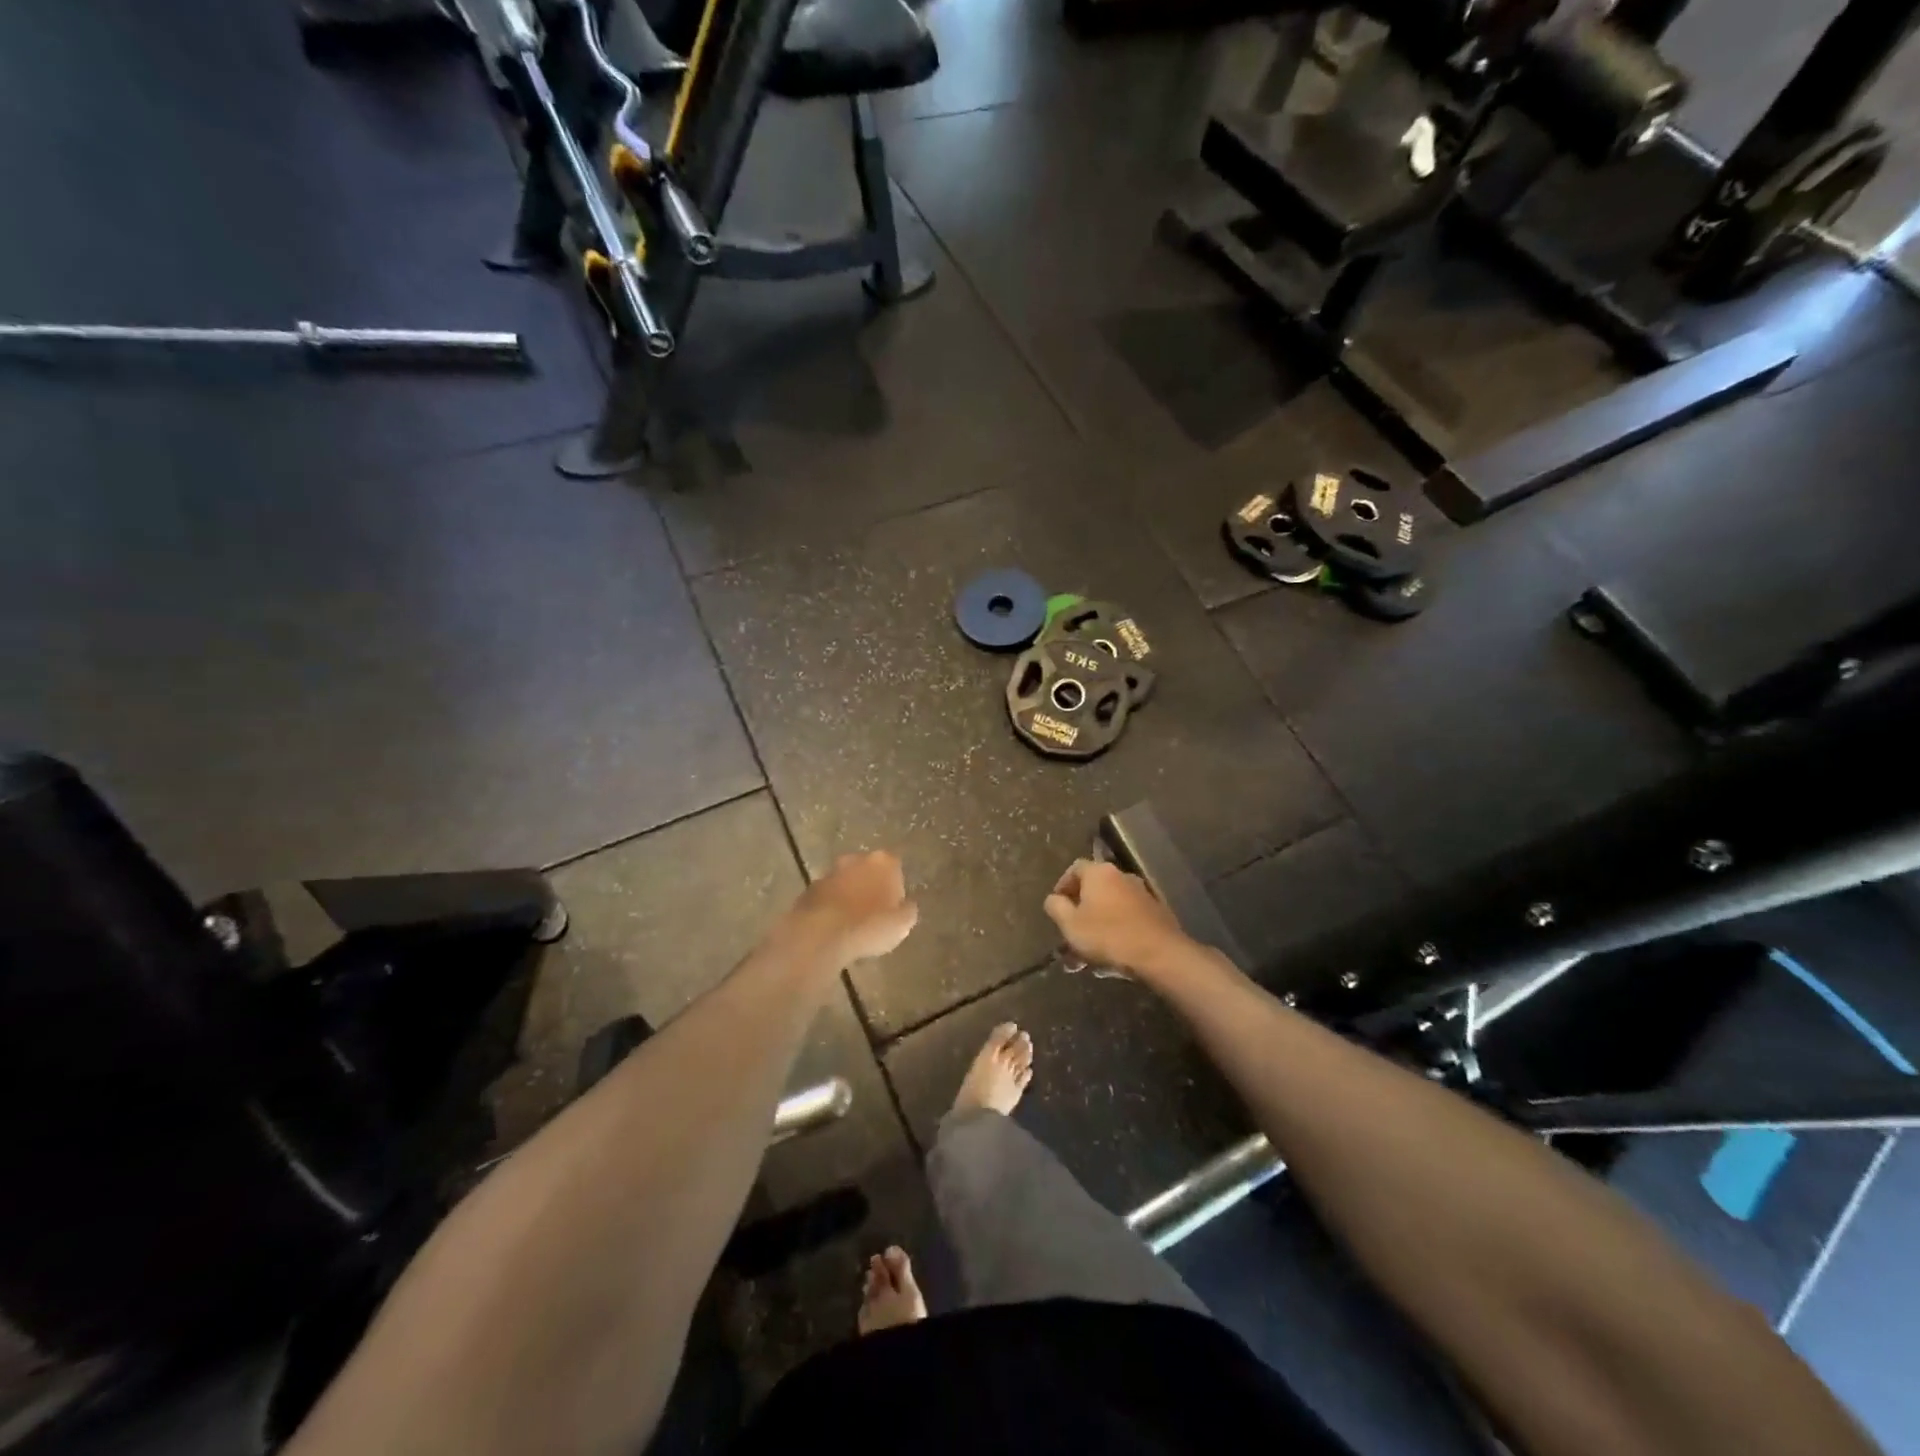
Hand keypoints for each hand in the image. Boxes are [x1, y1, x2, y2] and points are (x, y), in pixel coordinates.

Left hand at [789, 851, 918, 963]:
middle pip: (867, 870)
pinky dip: (830, 906)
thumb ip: (907, 910)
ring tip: (852, 923)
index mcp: (883, 861)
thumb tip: (906, 906)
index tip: (894, 906)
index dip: (895, 886)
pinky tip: (833, 927)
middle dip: (870, 885)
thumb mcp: (902, 924)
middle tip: (873, 912)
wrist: (821, 934)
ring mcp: (829, 872)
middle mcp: (856, 859)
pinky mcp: (808, 889)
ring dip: (848, 895)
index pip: (894, 866)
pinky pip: (826, 896)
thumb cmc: (870, 926)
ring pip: (845, 881)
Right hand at [1043, 860, 1189, 976]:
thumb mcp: (1070, 924)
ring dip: (1099, 920)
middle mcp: (1121, 875)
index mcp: (1099, 872)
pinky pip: (1128, 916)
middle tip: (1073, 927)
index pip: (1075, 868)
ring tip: (1091, 947)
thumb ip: (1056, 907)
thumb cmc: (1107, 935)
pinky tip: (1114, 950)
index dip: (1063, 884)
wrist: (1159, 954)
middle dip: (1081, 907)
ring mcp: (1142, 892)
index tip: (1057, 904)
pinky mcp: (1156, 911)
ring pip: (1112, 904)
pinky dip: (1118, 927)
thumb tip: (1053, 898)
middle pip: (1095, 886)